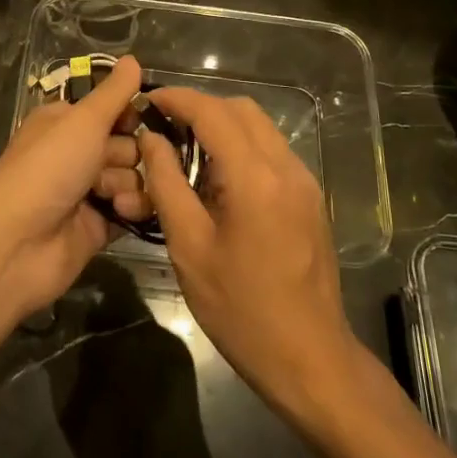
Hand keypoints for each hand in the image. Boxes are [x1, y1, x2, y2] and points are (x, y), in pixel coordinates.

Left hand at [0, 56, 150, 322]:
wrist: (15, 244)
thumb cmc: (46, 170)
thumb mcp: (82, 122)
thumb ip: (113, 94)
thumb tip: (132, 58)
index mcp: (66, 122)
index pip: (112, 109)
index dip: (129, 114)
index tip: (141, 118)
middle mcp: (76, 153)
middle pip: (128, 144)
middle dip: (129, 153)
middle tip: (110, 162)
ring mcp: (87, 191)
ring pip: (133, 177)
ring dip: (129, 183)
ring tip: (110, 196)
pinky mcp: (98, 225)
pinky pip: (132, 208)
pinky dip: (131, 209)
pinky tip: (121, 213)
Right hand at [135, 89, 363, 422]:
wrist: (310, 359)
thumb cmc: (241, 309)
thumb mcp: (189, 247)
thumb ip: (167, 184)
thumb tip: (151, 139)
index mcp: (255, 177)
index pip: (212, 112)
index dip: (176, 99)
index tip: (146, 100)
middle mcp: (286, 167)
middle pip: (240, 109)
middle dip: (199, 108)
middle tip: (163, 128)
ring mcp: (304, 182)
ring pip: (259, 127)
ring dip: (221, 125)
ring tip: (185, 151)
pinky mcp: (310, 198)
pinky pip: (271, 151)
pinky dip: (241, 147)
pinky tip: (217, 178)